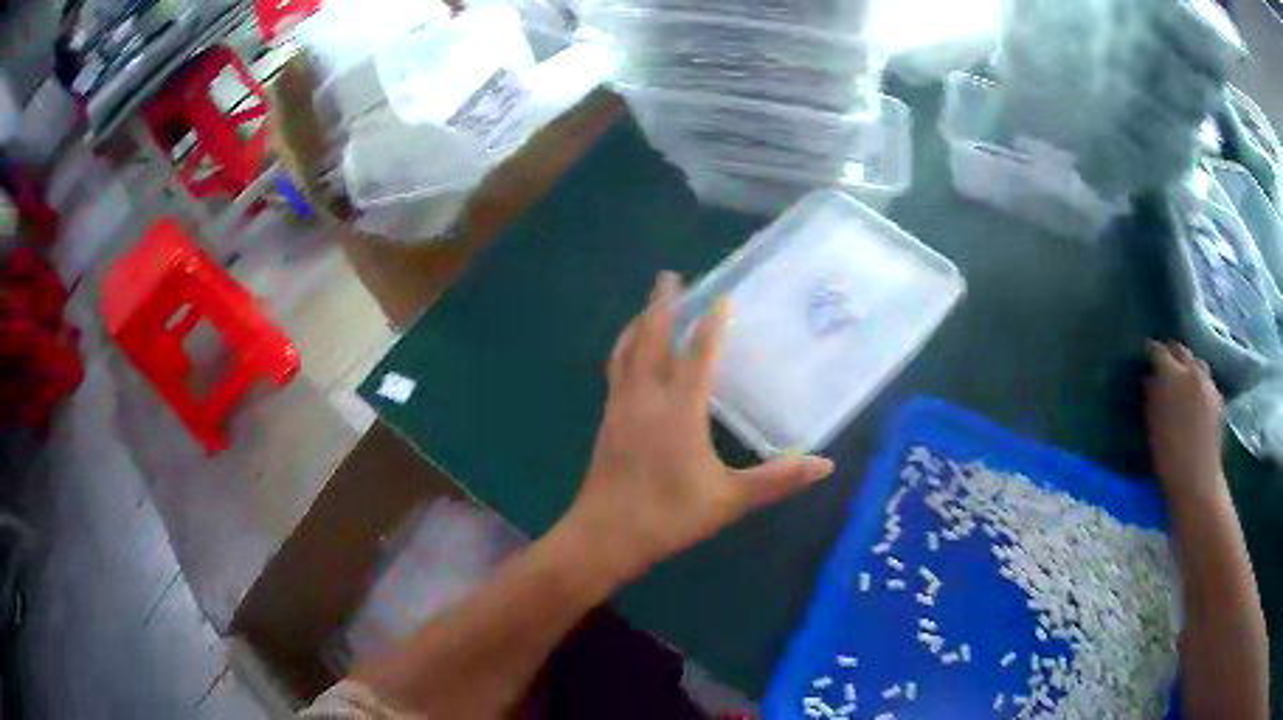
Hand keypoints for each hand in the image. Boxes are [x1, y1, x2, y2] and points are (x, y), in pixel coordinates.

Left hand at [560, 271, 834, 583]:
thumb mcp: (729, 500)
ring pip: (627, 350)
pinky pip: (616, 370)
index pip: (698, 354)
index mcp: (679, 410)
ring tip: (649, 305)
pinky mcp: (607, 419)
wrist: (604, 536)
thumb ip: (777, 479)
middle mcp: (646, 397)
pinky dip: (625, 349)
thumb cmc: (668, 516)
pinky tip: (629, 354)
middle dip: (662, 304)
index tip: (723, 295)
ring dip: (639, 322)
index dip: (712, 323)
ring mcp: (621, 406)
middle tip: (670, 276)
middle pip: (652, 338)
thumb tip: (825, 465)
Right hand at [1144, 341, 1225, 502]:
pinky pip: (1206, 380)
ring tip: (1182, 380)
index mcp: (1172, 375)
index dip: (1150, 352)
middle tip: (1163, 366)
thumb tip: (1149, 380)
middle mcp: (1192, 370)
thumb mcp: (1153, 427)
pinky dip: (1199, 382)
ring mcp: (1208, 382)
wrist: (1198, 480)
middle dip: (1171, 354)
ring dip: (1188, 366)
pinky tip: (1195, 398)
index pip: (1158, 351)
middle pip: (1180, 350)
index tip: (1145, 357)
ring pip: (1196, 362)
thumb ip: (1151, 397)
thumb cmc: (1169, 457)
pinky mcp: (1218, 397)